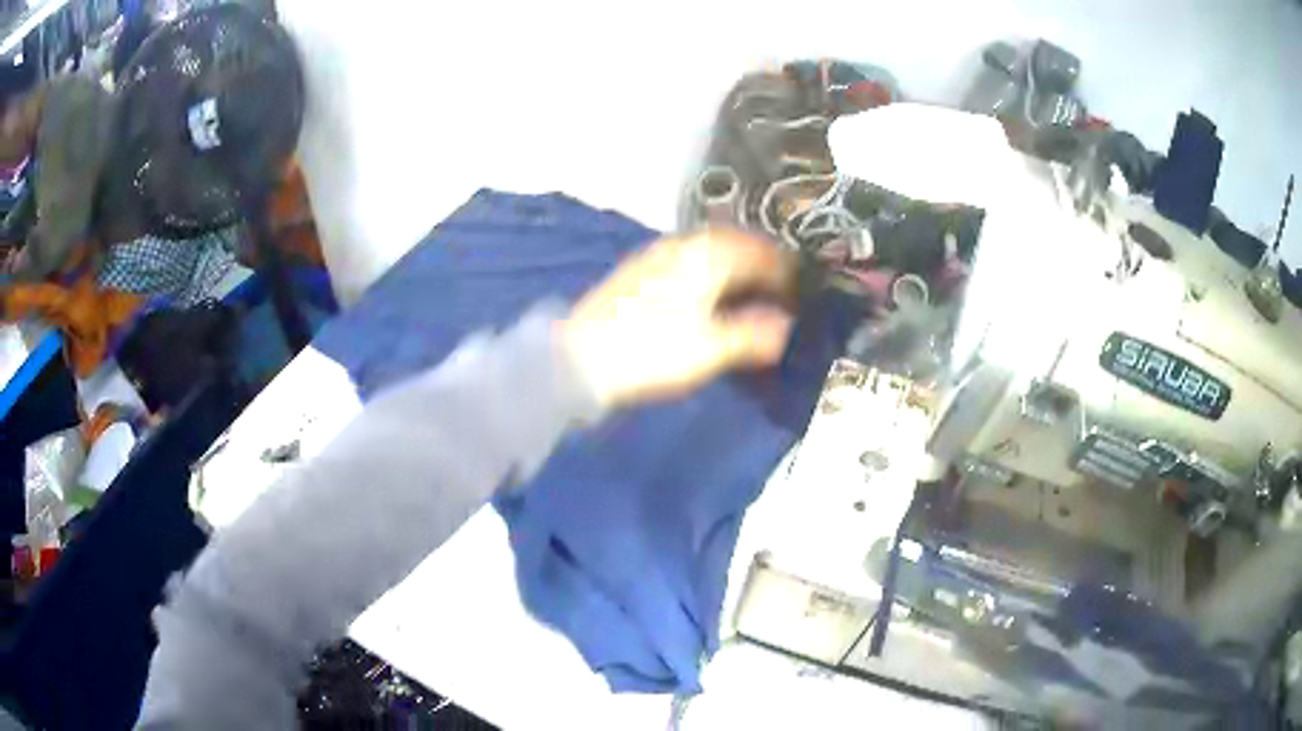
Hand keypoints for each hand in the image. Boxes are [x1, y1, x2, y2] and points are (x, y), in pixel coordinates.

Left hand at [561, 229, 794, 408]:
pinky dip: (705, 268)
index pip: (758, 252)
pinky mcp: (636, 268)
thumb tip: (785, 326)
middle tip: (775, 282)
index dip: (782, 269)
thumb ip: (753, 334)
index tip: (797, 286)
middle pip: (732, 242)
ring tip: (744, 287)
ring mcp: (655, 253)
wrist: (580, 356)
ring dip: (730, 262)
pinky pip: (685, 258)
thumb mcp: (712, 348)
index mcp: (708, 256)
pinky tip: (701, 291)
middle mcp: (683, 245)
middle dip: (758, 259)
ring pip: (706, 248)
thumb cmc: (653, 350)